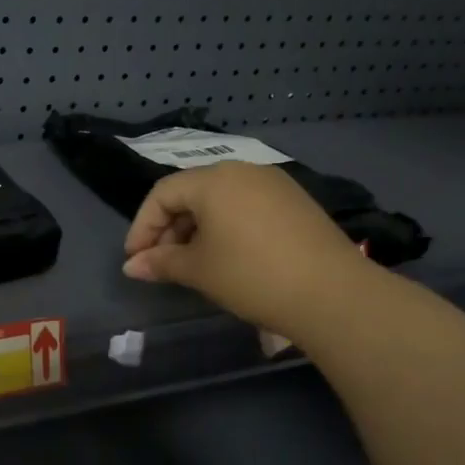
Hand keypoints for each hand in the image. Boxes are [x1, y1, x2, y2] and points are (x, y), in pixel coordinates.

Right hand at [122, 163, 377, 339]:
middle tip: (160, 263)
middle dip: (168, 228)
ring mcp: (274, 184)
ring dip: (196, 228)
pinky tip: (226, 256)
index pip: (162, 194)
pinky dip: (226, 227)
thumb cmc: (251, 275)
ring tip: (191, 262)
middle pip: (191, 192)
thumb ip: (160, 262)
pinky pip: (246, 206)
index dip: (142, 226)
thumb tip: (131, 266)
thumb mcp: (198, 270)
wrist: (333, 294)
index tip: (135, 259)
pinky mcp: (295, 201)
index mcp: (214, 180)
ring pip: (219, 199)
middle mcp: (243, 170)